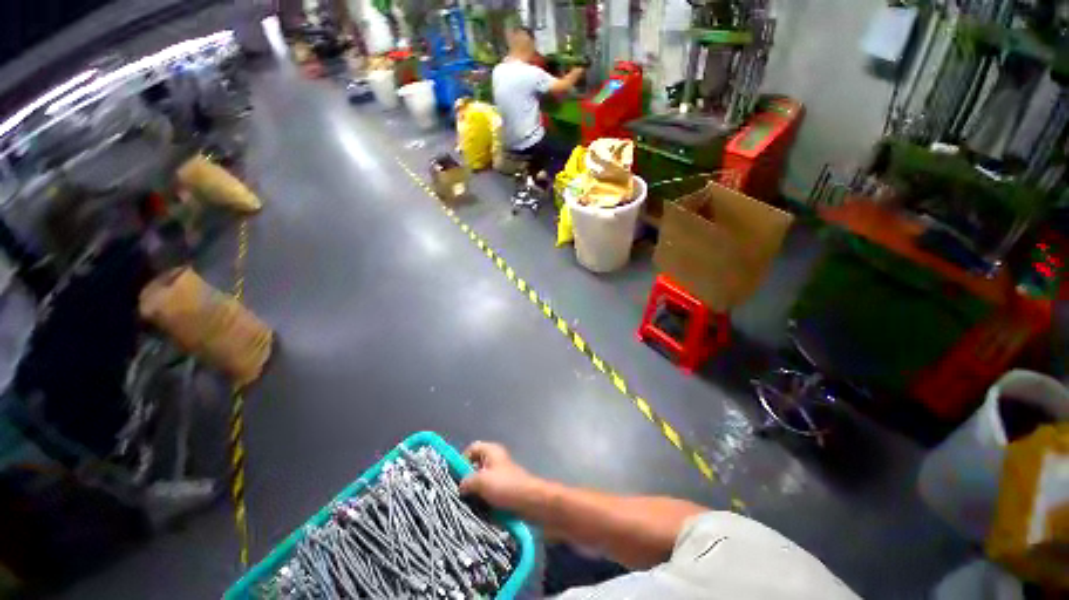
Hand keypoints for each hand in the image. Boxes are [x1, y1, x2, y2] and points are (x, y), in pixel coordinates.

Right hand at [459, 441, 542, 510]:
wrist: (529, 501)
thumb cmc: (505, 486)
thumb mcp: (481, 482)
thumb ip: (466, 481)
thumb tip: (460, 487)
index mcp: (491, 451)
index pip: (472, 449)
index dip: (462, 460)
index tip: (457, 477)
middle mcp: (495, 459)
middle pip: (475, 464)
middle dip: (467, 478)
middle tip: (461, 493)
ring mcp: (500, 473)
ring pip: (481, 479)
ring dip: (475, 490)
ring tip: (469, 503)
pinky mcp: (504, 487)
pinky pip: (488, 490)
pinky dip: (483, 497)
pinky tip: (480, 508)